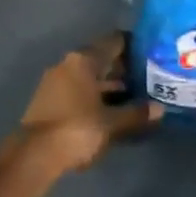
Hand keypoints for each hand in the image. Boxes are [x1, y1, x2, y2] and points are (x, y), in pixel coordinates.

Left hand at [15, 32, 153, 173]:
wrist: (35, 155)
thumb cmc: (77, 129)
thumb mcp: (111, 123)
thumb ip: (136, 113)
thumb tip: (160, 109)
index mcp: (82, 61)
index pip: (113, 42)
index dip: (134, 46)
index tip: (153, 53)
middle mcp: (67, 65)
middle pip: (101, 59)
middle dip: (124, 69)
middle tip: (151, 77)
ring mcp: (56, 83)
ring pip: (90, 77)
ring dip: (110, 85)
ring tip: (137, 95)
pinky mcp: (50, 101)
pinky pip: (80, 91)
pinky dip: (97, 96)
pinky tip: (114, 109)